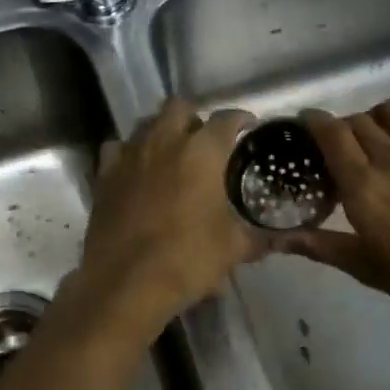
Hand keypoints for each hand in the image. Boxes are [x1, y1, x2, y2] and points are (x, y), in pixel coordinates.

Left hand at [65, 97, 263, 337]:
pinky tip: (137, 169)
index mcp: (202, 151)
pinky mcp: (104, 175)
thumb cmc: (187, 259)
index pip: (227, 119)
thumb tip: (286, 239)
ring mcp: (130, 155)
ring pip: (147, 123)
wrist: (126, 282)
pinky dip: (130, 152)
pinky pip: (117, 148)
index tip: (248, 127)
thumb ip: (261, 237)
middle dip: (195, 118)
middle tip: (206, 141)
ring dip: (163, 131)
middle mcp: (165, 141)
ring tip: (173, 152)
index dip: (241, 119)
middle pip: (180, 107)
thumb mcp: (234, 249)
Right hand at [278, 100, 389, 331]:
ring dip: (378, 114)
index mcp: (364, 186)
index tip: (305, 123)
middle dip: (343, 125)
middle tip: (341, 145)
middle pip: (359, 120)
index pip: (332, 134)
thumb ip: (320, 246)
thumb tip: (277, 240)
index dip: (314, 121)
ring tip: (378, 132)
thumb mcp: (365, 267)